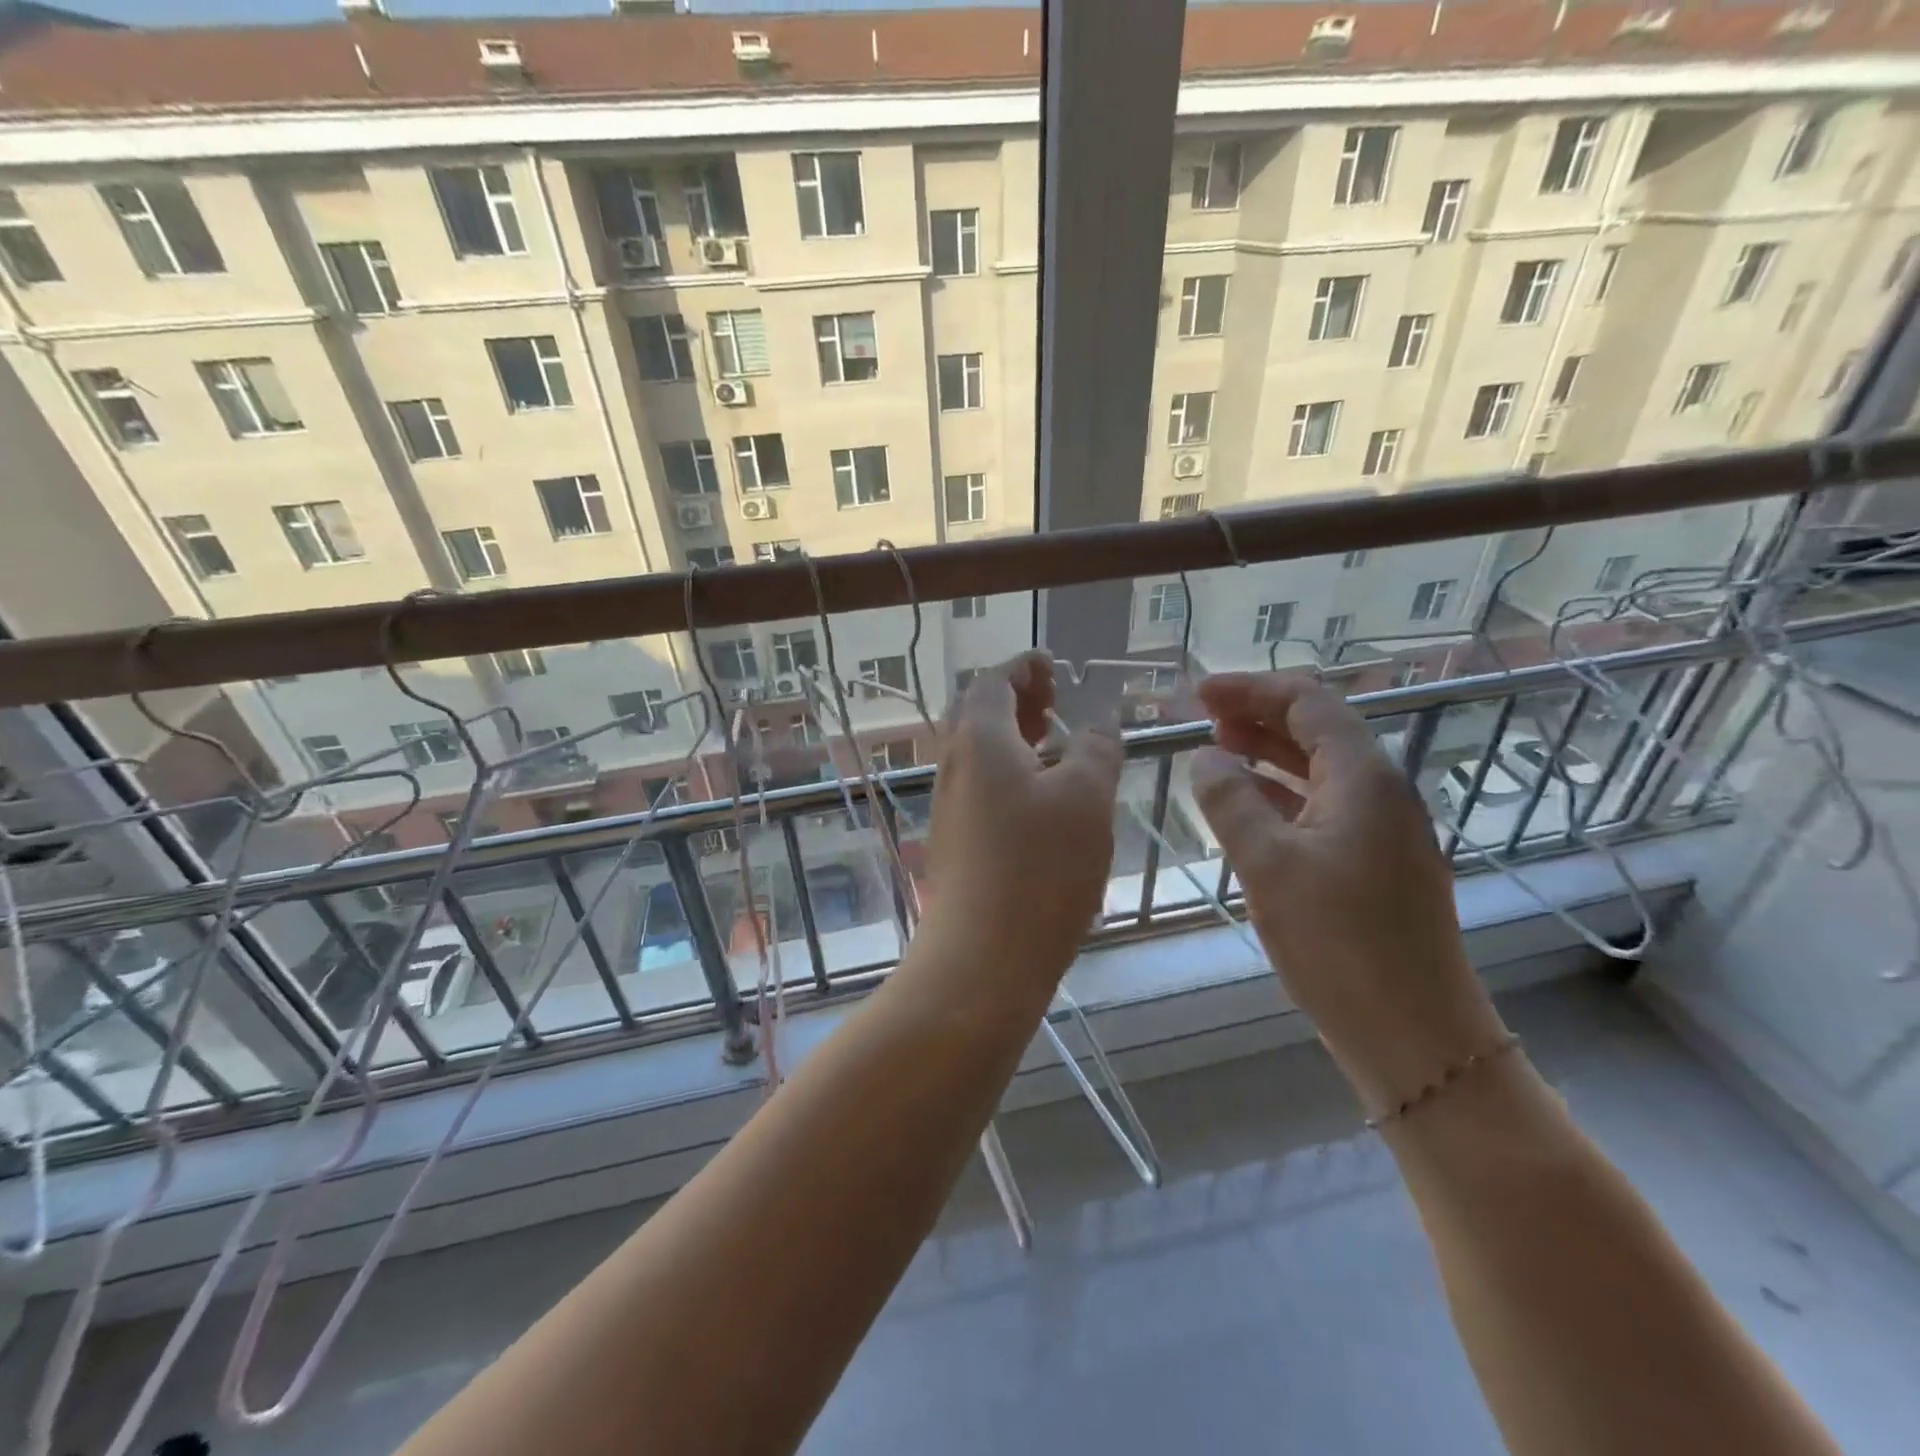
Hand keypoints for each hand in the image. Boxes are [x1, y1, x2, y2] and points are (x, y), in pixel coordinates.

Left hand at [921, 652, 1123, 984]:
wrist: (980, 961)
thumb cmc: (1039, 870)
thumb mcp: (1085, 798)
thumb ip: (1095, 749)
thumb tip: (1097, 724)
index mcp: (980, 740)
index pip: (993, 681)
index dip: (1024, 666)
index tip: (1052, 665)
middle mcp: (954, 766)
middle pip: (979, 713)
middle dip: (1017, 698)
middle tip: (1055, 698)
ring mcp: (949, 807)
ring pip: (979, 752)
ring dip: (1013, 736)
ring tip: (1054, 742)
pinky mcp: (955, 843)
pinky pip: (980, 787)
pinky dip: (1009, 772)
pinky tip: (1041, 799)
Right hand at [1188, 673, 1505, 1114]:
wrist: (1414, 1035)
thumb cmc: (1339, 944)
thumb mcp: (1267, 865)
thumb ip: (1229, 801)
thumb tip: (1204, 756)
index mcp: (1363, 777)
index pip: (1307, 702)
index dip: (1250, 688)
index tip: (1198, 692)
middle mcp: (1382, 791)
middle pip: (1316, 729)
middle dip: (1256, 715)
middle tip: (1199, 718)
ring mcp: (1384, 829)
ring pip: (1319, 769)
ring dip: (1267, 753)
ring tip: (1215, 750)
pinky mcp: (1377, 864)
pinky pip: (1324, 806)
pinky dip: (1281, 794)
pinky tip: (1248, 807)